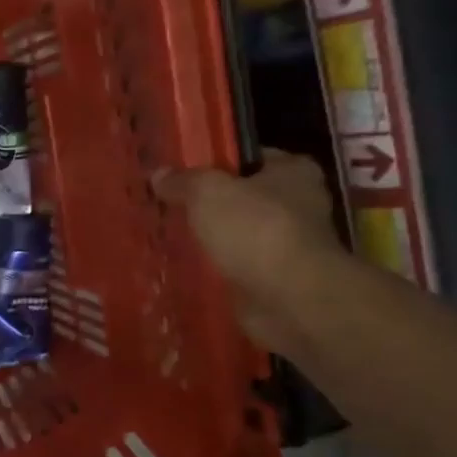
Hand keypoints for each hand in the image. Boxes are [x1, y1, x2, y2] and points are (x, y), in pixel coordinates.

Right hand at [153, 151, 335, 346]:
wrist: (290, 299)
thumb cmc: (256, 230)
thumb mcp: (209, 192)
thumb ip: (183, 181)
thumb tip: (159, 175)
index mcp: (294, 172)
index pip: (249, 157)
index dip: (215, 161)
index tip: (180, 170)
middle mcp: (297, 205)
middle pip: (241, 197)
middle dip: (208, 204)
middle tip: (167, 204)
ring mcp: (287, 246)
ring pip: (236, 234)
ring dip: (209, 238)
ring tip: (167, 235)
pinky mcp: (274, 280)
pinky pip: (235, 266)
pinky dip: (214, 268)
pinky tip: (182, 266)